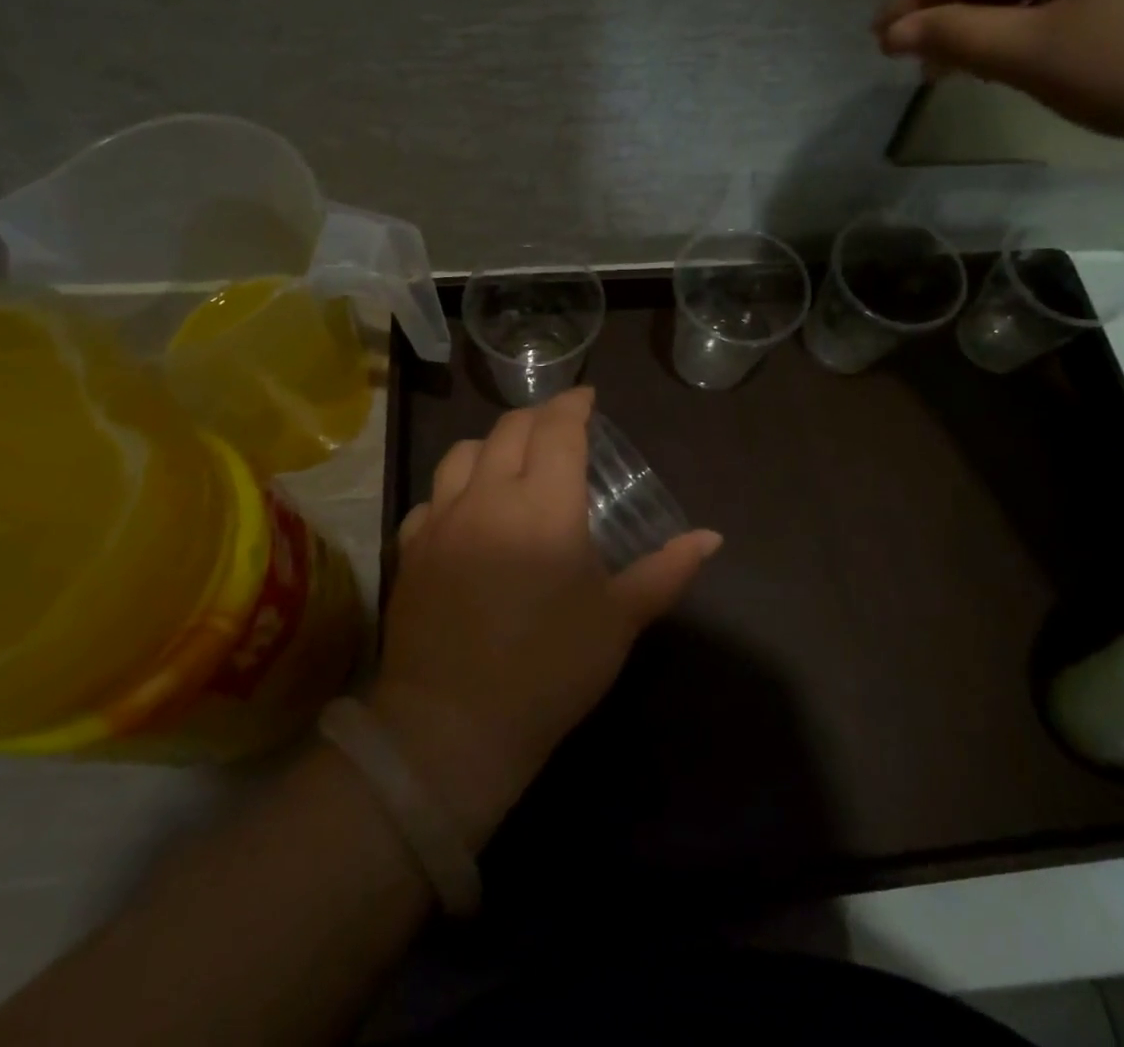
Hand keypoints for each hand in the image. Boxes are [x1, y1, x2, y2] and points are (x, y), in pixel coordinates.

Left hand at [368, 388, 720, 847]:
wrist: (451, 726)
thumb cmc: (548, 669)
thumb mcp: (618, 621)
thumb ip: (665, 571)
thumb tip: (711, 538)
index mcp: (543, 504)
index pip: (558, 429)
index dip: (574, 404)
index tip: (588, 397)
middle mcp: (488, 495)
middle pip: (509, 429)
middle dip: (538, 416)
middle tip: (559, 427)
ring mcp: (442, 519)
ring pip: (461, 452)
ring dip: (492, 443)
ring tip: (511, 459)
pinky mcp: (412, 548)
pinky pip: (432, 497)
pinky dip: (455, 488)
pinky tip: (467, 511)